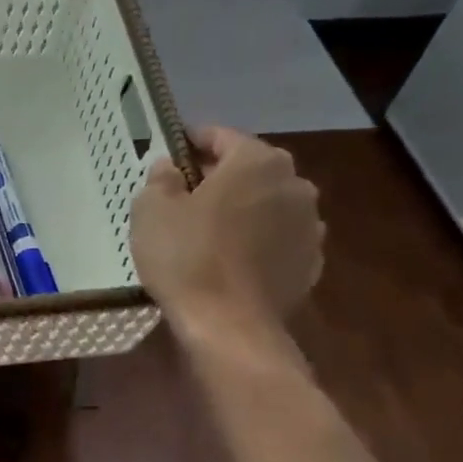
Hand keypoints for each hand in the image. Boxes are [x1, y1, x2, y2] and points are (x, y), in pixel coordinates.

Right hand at [130, 126, 323, 329]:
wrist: (228, 325)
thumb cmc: (186, 258)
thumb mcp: (151, 211)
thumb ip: (160, 179)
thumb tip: (169, 168)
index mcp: (256, 161)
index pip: (222, 137)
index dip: (193, 142)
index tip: (172, 153)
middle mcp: (294, 183)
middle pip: (250, 170)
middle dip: (220, 178)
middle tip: (186, 197)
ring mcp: (310, 225)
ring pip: (268, 205)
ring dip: (243, 210)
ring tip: (210, 232)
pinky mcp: (311, 262)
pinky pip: (278, 240)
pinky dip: (258, 242)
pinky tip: (232, 261)